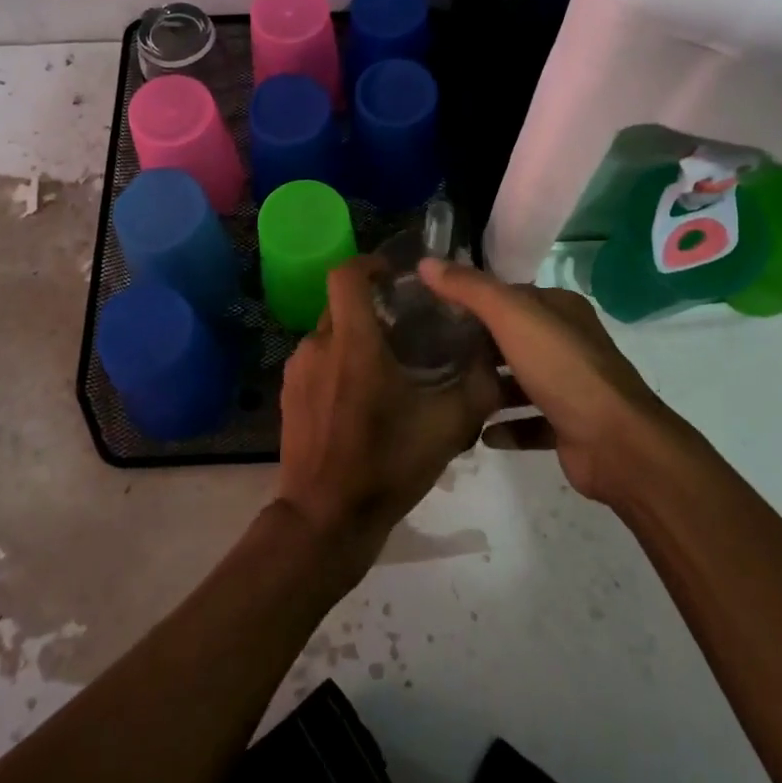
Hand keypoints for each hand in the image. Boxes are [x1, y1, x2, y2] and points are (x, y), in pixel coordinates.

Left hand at [274, 256, 501, 573]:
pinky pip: (316, 361)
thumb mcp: (446, 428)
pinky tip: (360, 399)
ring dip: (356, 339)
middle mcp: (318, 345)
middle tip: (405, 328)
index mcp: (352, 342)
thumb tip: (494, 358)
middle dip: (372, 307)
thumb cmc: (386, 466)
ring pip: (329, 334)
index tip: (395, 277)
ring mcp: (297, 370)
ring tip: (387, 368)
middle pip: (341, 304)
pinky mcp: (288, 394)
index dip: (370, 263)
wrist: (323, 519)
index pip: (347, 274)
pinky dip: (338, 364)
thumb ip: (477, 387)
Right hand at [417, 260, 692, 505]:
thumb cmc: (563, 368)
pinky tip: (478, 432)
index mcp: (560, 309)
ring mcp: (571, 386)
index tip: (433, 308)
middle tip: (431, 351)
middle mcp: (568, 342)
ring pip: (521, 380)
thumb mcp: (511, 316)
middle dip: (477, 344)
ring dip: (490, 386)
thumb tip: (426, 262)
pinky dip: (505, 426)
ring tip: (448, 390)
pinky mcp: (569, 426)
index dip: (473, 298)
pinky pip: (529, 422)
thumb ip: (469, 288)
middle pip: (513, 337)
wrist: (616, 443)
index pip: (510, 295)